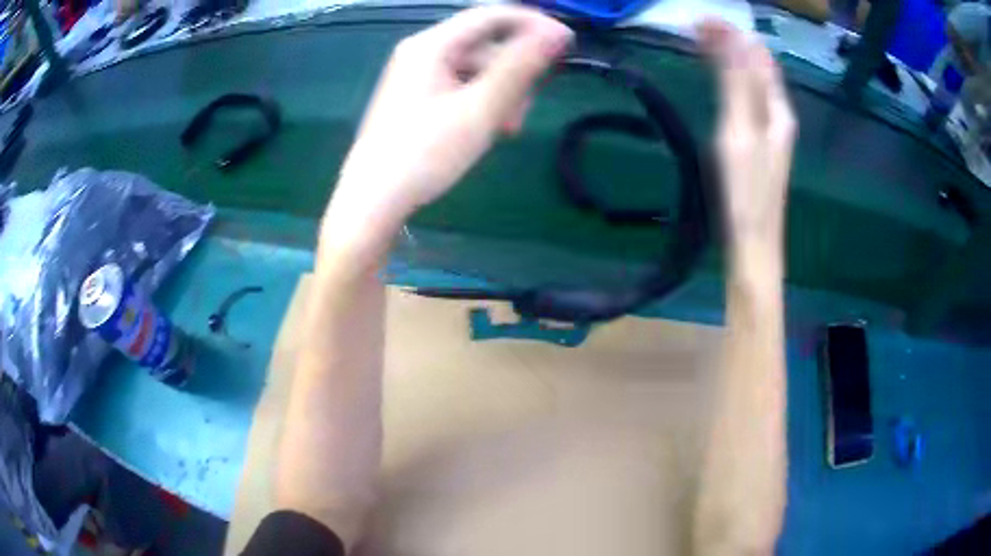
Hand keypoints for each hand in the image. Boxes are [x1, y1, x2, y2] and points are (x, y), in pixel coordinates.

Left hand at [334, 6, 572, 223]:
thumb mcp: (480, 109)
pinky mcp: (417, 97)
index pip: (492, 15)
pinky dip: (480, 103)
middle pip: (485, 45)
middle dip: (513, 73)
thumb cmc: (425, 153)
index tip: (568, 43)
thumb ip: (520, 67)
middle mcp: (422, 52)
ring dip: (499, 94)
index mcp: (432, 45)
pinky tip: (485, 129)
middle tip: (523, 110)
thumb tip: (557, 33)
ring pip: (476, 70)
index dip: (534, 24)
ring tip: (502, 130)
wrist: (372, 200)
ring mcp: (417, 75)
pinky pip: (460, 87)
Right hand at [697, 21, 795, 255]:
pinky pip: (747, 99)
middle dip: (730, 42)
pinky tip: (718, 80)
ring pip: (752, 82)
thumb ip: (738, 86)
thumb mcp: (740, 134)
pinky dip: (730, 80)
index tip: (700, 20)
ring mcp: (769, 131)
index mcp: (777, 110)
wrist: (753, 245)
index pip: (758, 57)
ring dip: (730, 58)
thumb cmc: (746, 193)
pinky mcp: (757, 144)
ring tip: (701, 43)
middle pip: (757, 67)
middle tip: (695, 27)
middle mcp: (778, 116)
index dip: (732, 34)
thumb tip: (735, 39)